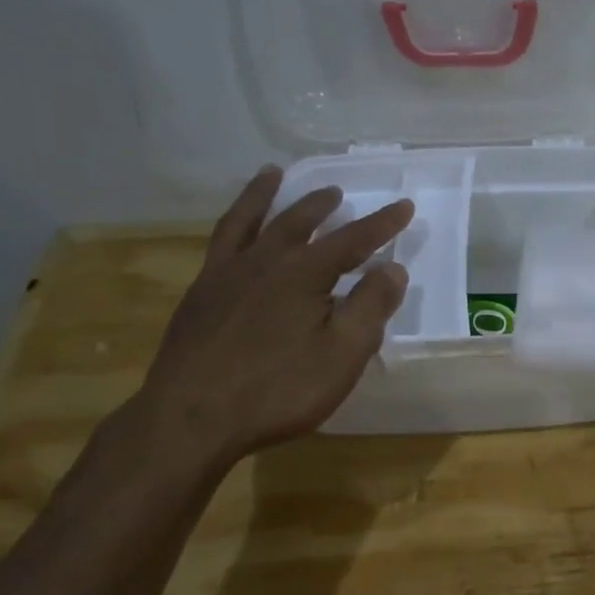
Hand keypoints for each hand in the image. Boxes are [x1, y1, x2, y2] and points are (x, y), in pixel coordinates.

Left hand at [134, 166, 413, 473]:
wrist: (189, 419)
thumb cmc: (278, 389)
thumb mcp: (342, 354)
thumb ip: (371, 307)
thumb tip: (392, 269)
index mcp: (304, 273)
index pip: (353, 240)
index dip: (382, 224)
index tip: (404, 206)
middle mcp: (264, 262)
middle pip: (298, 222)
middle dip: (322, 206)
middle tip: (336, 193)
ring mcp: (225, 275)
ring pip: (248, 221)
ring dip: (264, 195)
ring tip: (272, 174)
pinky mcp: (198, 295)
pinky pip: (218, 244)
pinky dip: (231, 225)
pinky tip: (235, 234)